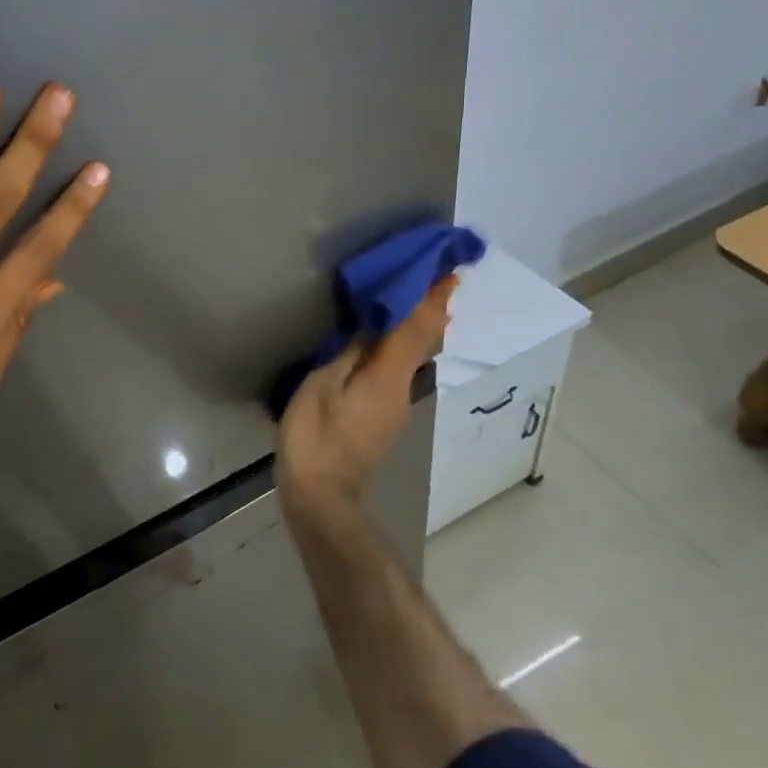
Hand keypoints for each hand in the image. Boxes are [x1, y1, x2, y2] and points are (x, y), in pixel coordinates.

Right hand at [275, 277, 454, 516]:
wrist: (320, 496)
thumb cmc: (315, 436)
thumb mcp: (323, 385)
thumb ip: (350, 353)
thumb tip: (373, 326)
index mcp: (388, 377)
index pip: (418, 329)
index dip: (434, 300)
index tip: (452, 272)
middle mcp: (401, 389)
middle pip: (420, 342)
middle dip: (427, 309)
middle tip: (429, 276)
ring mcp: (395, 406)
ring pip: (409, 357)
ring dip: (411, 327)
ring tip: (403, 297)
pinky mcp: (382, 416)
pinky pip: (395, 370)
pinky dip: (395, 346)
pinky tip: (378, 339)